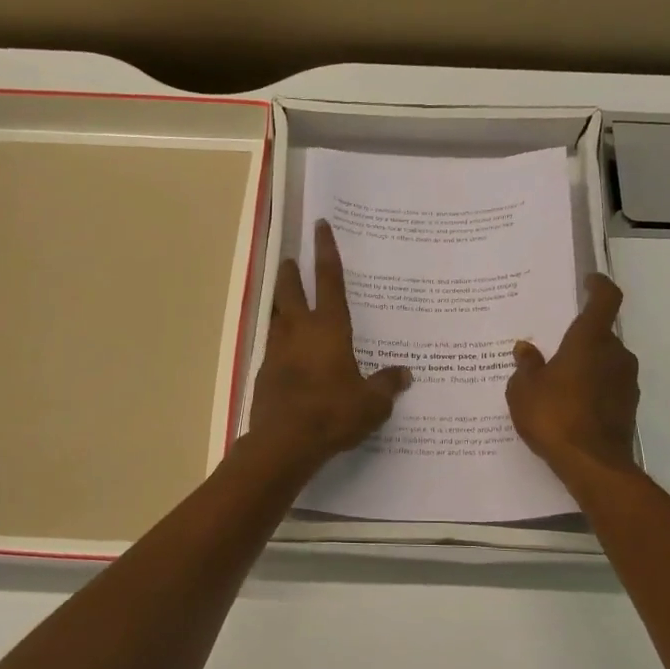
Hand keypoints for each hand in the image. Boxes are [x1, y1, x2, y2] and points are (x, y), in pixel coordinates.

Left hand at [247, 220, 410, 471]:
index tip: (320, 226)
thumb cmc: (333, 413)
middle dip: (290, 272)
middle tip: (290, 260)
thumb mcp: (372, 403)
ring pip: (276, 316)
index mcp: (329, 328)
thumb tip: (404, 374)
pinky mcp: (264, 373)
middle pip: (290, 290)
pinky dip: (280, 341)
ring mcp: (277, 351)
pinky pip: (273, 347)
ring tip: (286, 302)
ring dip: (281, 304)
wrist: (285, 442)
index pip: (329, 280)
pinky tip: (287, 353)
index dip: (326, 251)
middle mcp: (299, 330)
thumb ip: (387, 385)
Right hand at [507, 273, 640, 480]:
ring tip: (558, 382)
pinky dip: (592, 389)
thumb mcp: (523, 390)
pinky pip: (608, 387)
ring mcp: (626, 382)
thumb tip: (526, 349)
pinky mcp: (628, 407)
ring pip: (605, 363)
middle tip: (554, 349)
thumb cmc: (554, 416)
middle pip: (601, 335)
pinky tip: (570, 406)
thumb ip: (526, 366)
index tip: (588, 282)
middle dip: (581, 339)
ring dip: (587, 367)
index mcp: (590, 340)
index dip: (599, 286)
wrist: (592, 464)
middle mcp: (615, 355)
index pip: (605, 300)